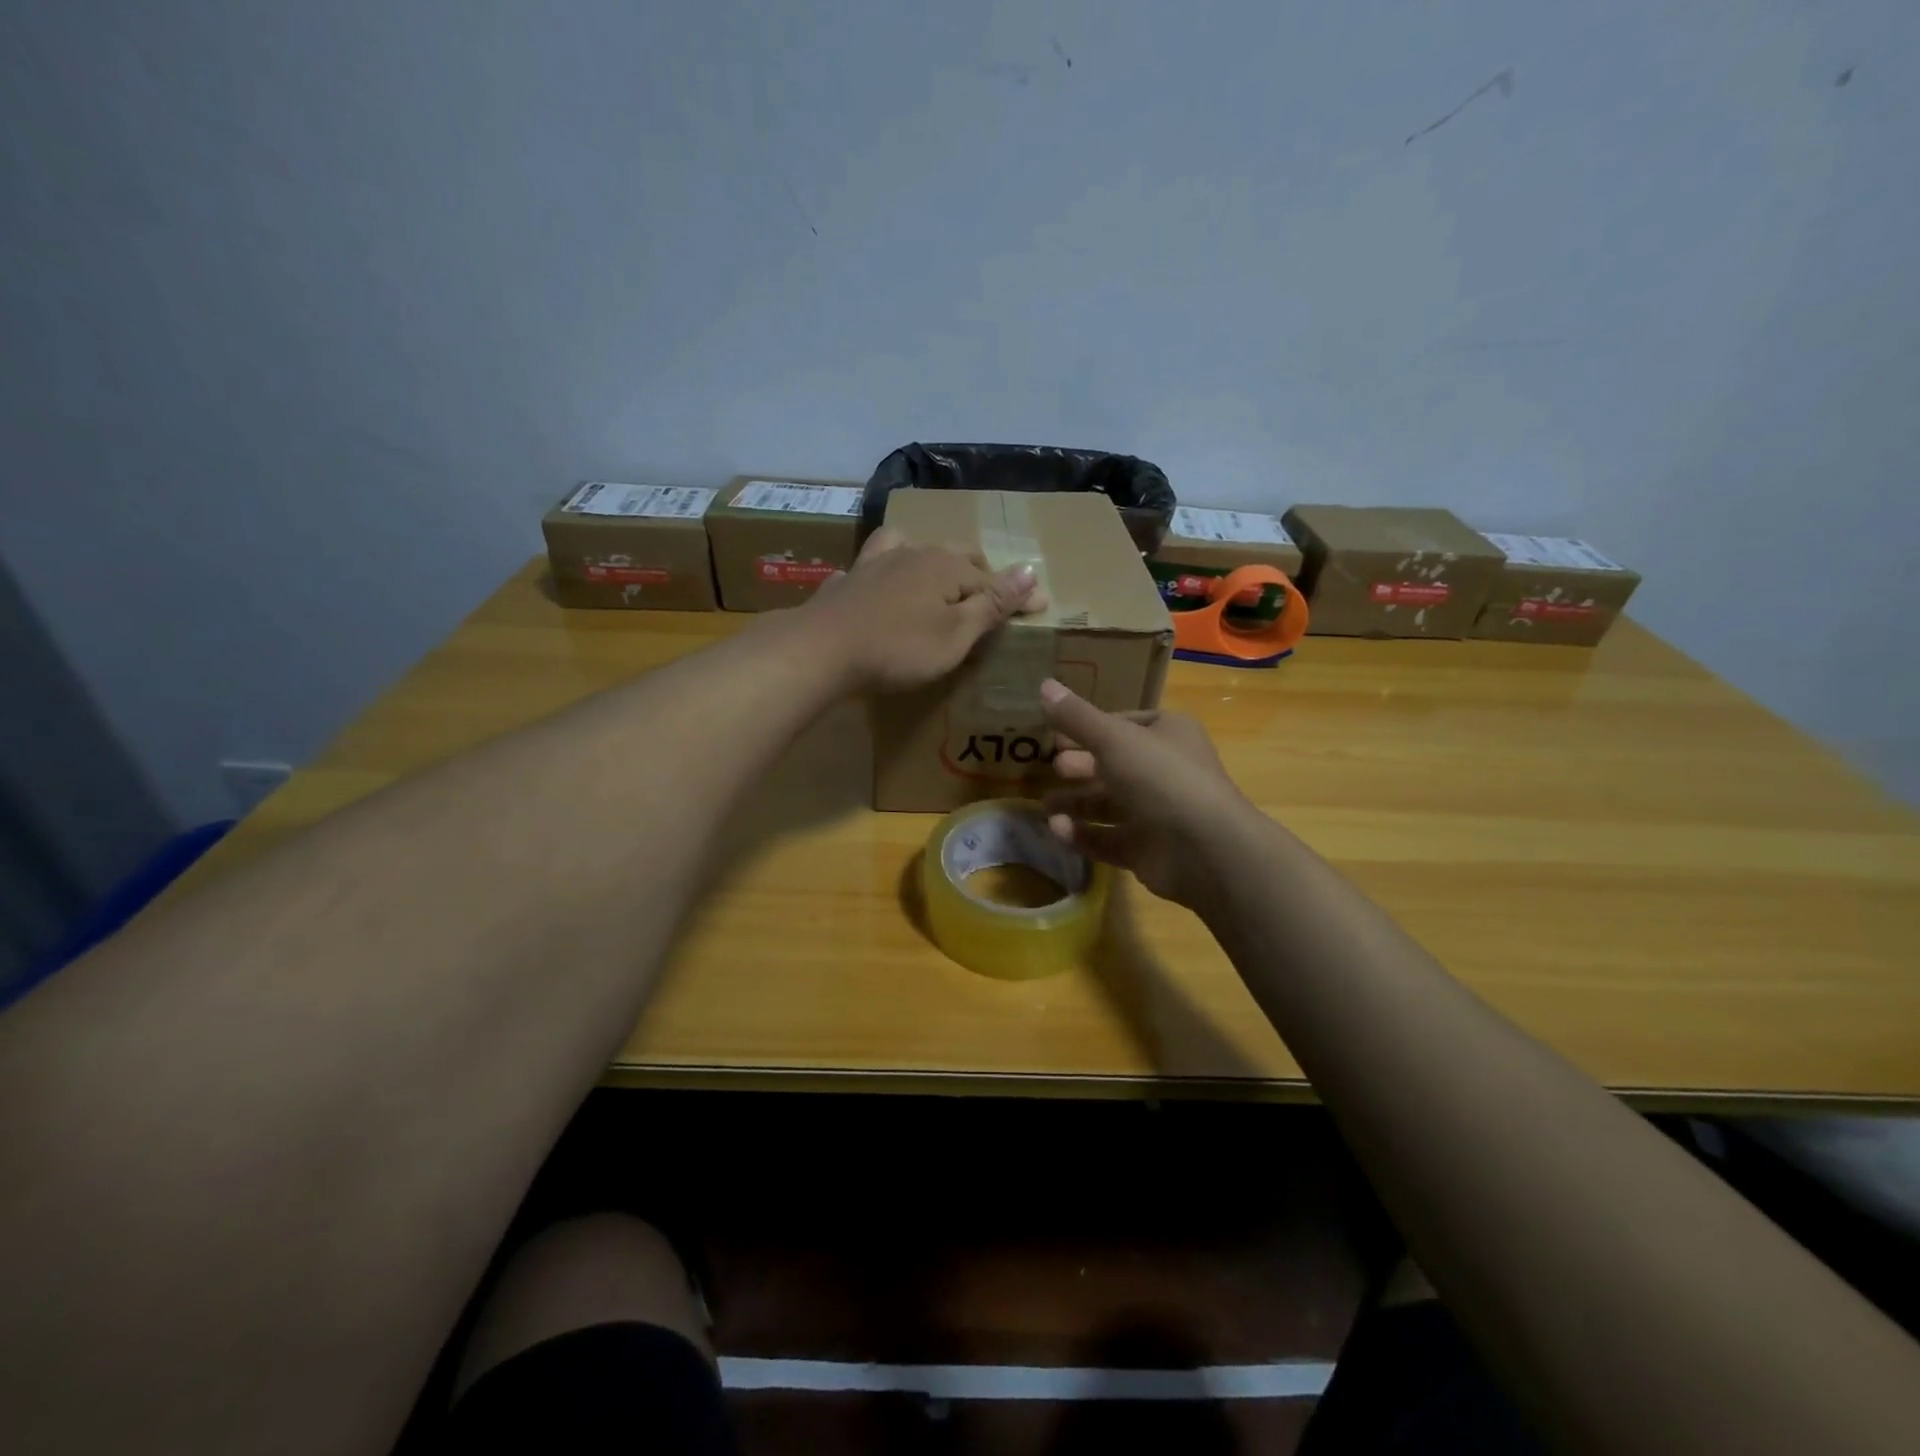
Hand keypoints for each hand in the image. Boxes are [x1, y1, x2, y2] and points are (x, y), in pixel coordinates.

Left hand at [800, 527, 1046, 693]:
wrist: (822, 649)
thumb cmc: (899, 649)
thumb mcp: (956, 634)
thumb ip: (992, 604)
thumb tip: (1031, 570)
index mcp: (946, 565)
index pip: (993, 579)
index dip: (1017, 594)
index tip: (1040, 608)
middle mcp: (914, 552)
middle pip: (956, 555)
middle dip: (979, 571)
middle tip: (992, 596)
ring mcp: (877, 562)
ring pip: (913, 548)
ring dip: (933, 560)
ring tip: (939, 577)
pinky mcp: (849, 580)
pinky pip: (874, 564)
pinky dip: (887, 570)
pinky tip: (880, 582)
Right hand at [1040, 679, 1259, 909]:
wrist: (1205, 849)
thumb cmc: (1161, 778)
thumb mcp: (1114, 739)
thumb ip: (1076, 717)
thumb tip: (1043, 684)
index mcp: (1168, 734)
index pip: (1123, 724)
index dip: (1089, 728)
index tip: (1055, 735)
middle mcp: (1165, 770)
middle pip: (1114, 765)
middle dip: (1080, 766)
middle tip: (1052, 768)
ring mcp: (1157, 813)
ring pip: (1109, 805)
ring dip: (1076, 803)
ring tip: (1045, 806)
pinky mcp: (1147, 850)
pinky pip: (1108, 838)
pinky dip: (1083, 834)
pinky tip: (1057, 830)